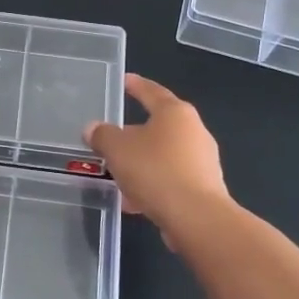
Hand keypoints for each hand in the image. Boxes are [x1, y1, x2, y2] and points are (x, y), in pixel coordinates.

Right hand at [84, 74, 229, 227]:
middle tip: (113, 139)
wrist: (196, 218)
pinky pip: (171, 179)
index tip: (125, 80)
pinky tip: (134, 201)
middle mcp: (194, 131)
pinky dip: (152, 185)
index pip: (152, 91)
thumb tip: (93, 128)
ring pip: (164, 156)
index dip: (136, 85)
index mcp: (175, 113)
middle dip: (134, 134)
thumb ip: (102, 135)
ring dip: (142, 164)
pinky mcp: (205, 188)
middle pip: (159, 126)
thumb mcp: (117, 149)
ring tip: (118, 176)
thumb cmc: (155, 171)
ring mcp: (203, 161)